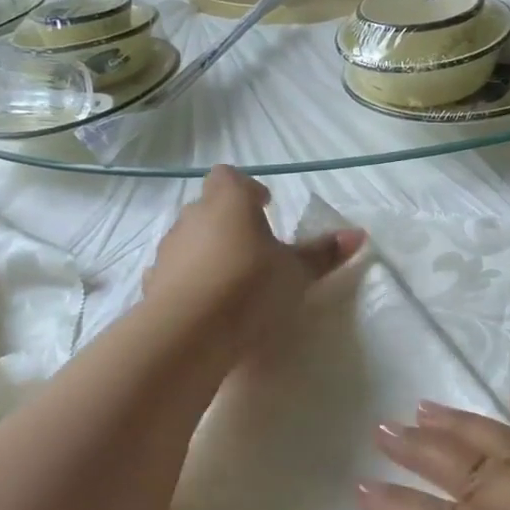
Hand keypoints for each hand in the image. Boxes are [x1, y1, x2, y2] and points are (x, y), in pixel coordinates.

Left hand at [144, 165, 363, 358]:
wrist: (189, 333)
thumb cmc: (250, 287)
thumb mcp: (296, 272)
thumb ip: (323, 253)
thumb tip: (357, 234)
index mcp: (229, 200)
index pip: (230, 176)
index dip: (247, 189)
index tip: (265, 207)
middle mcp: (192, 216)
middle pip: (209, 206)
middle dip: (229, 221)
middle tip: (254, 247)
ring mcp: (168, 249)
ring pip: (189, 239)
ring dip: (207, 251)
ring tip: (231, 280)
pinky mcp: (152, 282)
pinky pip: (174, 272)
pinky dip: (188, 281)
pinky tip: (205, 305)